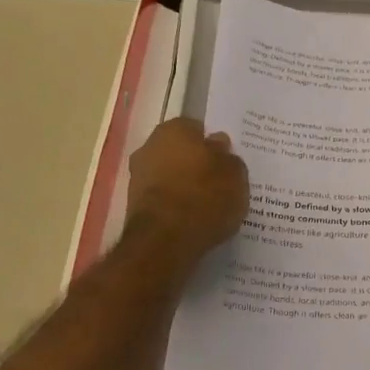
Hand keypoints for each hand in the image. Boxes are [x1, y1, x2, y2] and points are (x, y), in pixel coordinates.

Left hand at [124, 119, 249, 266]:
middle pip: (180, 151)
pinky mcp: (133, 205)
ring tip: (209, 205)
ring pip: (170, 176)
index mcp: (175, 129)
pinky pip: (163, 199)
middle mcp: (150, 146)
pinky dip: (175, 206)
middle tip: (220, 182)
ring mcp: (138, 176)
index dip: (213, 145)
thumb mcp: (235, 174)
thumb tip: (218, 146)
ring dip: (185, 186)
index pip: (198, 129)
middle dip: (196, 164)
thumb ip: (229, 157)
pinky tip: (192, 219)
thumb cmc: (205, 197)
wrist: (164, 241)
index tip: (226, 161)